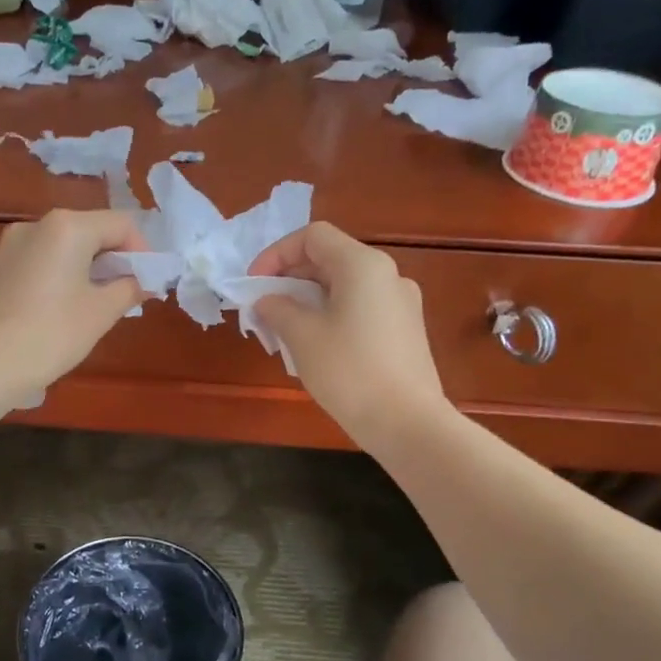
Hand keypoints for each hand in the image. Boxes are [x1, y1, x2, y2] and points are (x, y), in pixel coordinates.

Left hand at [0, 210, 148, 412]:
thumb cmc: (51, 334)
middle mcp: (35, 225)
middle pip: (89, 231)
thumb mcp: (101, 313)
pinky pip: (39, 264)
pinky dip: (59, 278)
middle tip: (128, 295)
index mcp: (66, 226)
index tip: (150, 284)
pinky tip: (61, 312)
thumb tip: (142, 281)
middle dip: (114, 260)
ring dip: (87, 270)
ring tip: (96, 306)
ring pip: (62, 248)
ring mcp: (9, 246)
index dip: (142, 251)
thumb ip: (129, 288)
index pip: (120, 224)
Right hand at [248, 222, 449, 448]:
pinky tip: (315, 345)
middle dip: (289, 278)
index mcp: (362, 265)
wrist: (407, 422)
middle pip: (329, 259)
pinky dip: (330, 315)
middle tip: (263, 308)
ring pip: (344, 286)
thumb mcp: (302, 336)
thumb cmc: (349, 371)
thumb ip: (278, 309)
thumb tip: (268, 300)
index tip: (254, 284)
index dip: (276, 254)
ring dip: (307, 299)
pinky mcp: (404, 330)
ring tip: (283, 330)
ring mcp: (400, 303)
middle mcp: (387, 275)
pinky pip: (360, 308)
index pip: (312, 237)